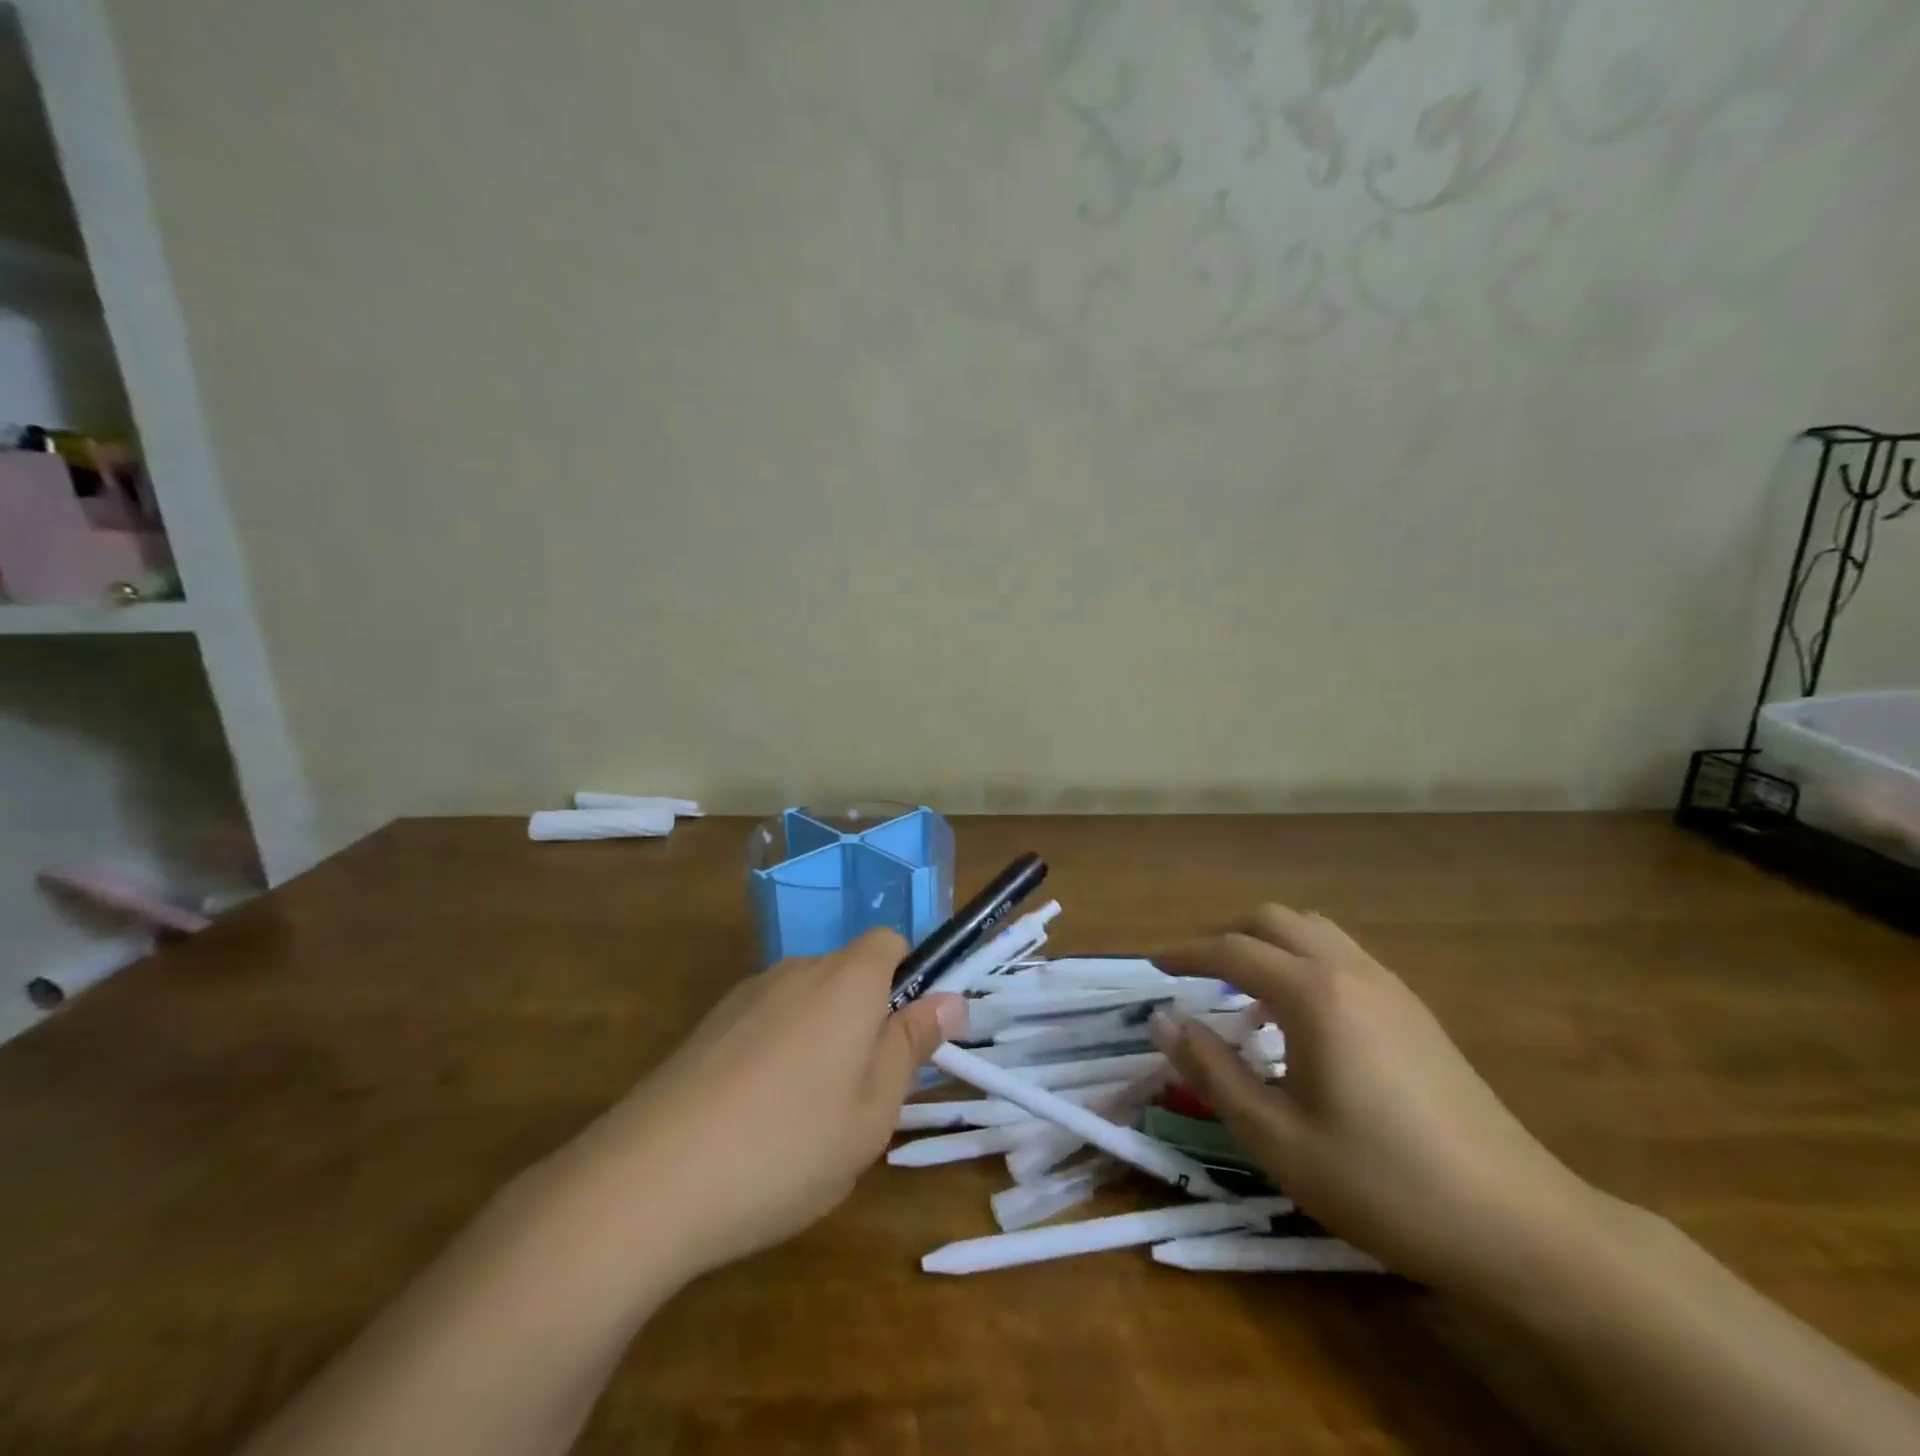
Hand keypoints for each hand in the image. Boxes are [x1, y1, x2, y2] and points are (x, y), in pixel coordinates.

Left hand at [547, 929, 963, 1281]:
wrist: (649, 1181)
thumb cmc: (788, 1145)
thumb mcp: (873, 1111)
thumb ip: (912, 1046)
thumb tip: (952, 997)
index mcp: (847, 980)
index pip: (890, 942)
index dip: (908, 980)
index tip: (906, 1039)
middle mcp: (796, 970)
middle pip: (848, 975)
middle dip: (865, 1021)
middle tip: (863, 1098)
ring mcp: (746, 996)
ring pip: (806, 1004)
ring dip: (820, 1042)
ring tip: (806, 1122)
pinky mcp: (708, 1027)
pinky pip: (765, 1025)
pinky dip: (776, 1057)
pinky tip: (755, 1123)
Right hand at [1152, 905, 1602, 1302]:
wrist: (1520, 1225)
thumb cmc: (1383, 1184)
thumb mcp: (1277, 1140)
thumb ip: (1212, 1072)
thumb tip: (1162, 1021)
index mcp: (1314, 995)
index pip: (1231, 951)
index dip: (1185, 953)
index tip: (1154, 966)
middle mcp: (1350, 971)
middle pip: (1273, 920)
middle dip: (1225, 935)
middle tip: (1194, 974)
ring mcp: (1390, 986)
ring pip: (1312, 930)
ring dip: (1267, 945)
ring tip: (1244, 993)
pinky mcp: (1415, 1010)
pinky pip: (1342, 955)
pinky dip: (1303, 962)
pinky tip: (1301, 1019)